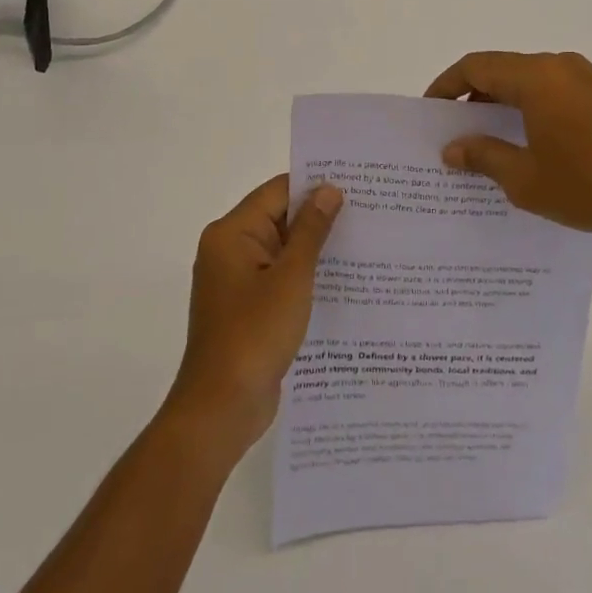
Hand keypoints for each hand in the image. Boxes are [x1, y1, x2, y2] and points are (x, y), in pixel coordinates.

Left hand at [165, 175, 342, 454]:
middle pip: (279, 219)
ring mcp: (237, 281)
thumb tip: (329, 189)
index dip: (315, 185)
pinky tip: (342, 283)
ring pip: (282, 251)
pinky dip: (305, 277)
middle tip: (369, 213)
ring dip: (315, 250)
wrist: (222, 407)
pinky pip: (279, 279)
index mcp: (232, 233)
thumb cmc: (255, 334)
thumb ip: (311, 231)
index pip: (277, 192)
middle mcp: (229, 250)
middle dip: (320, 217)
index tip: (356, 184)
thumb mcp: (291, 278)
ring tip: (364, 244)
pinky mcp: (247, 308)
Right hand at [425, 50, 591, 265]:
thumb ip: (483, 156)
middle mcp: (561, 66)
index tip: (430, 113)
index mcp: (537, 77)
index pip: (476, 66)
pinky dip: (533, 109)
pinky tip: (532, 144)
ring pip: (532, 81)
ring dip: (504, 103)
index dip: (446, 86)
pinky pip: (557, 93)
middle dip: (474, 96)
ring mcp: (590, 80)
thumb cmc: (590, 185)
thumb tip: (453, 149)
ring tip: (489, 140)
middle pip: (503, 69)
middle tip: (455, 131)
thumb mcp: (525, 178)